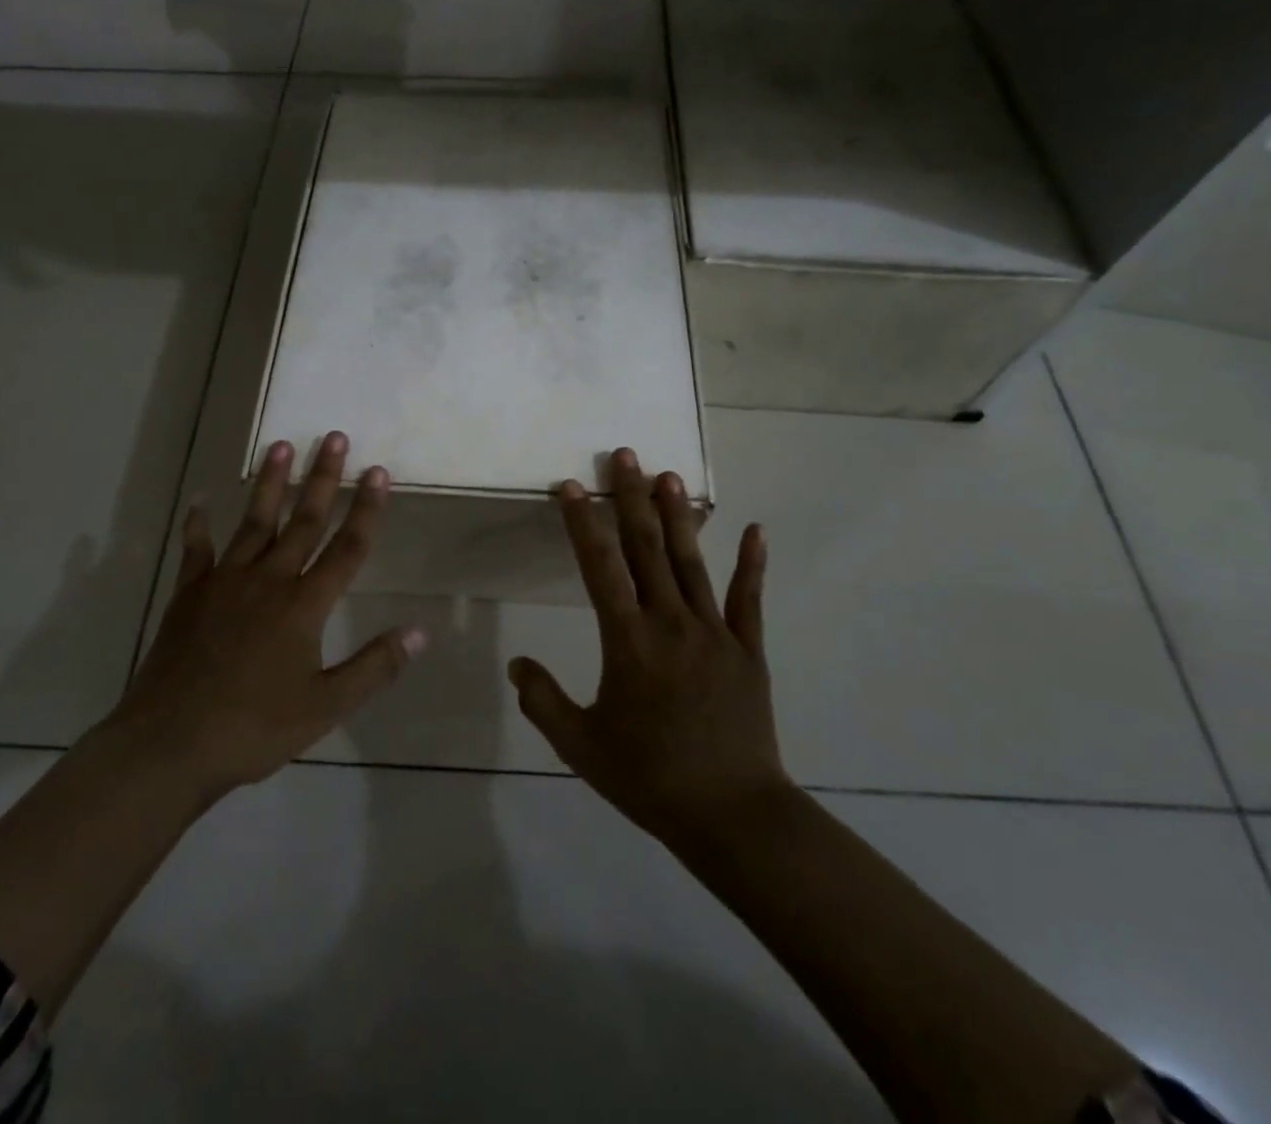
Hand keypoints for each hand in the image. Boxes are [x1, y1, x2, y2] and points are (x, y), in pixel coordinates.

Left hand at [111, 431, 426, 800]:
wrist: (170, 744)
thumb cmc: (254, 727)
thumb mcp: (326, 705)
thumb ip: (374, 666)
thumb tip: (420, 632)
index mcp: (304, 605)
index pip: (346, 548)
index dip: (366, 509)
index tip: (378, 471)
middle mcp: (268, 580)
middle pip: (303, 521)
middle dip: (323, 478)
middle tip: (333, 437)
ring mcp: (224, 583)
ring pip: (255, 523)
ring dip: (271, 484)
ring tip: (281, 446)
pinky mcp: (189, 595)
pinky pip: (197, 551)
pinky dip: (198, 526)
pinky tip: (199, 503)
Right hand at [508, 447, 788, 849]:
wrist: (732, 814)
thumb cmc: (649, 778)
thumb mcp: (580, 746)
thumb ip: (543, 700)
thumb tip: (515, 663)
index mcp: (628, 641)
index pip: (599, 567)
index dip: (581, 523)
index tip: (570, 486)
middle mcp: (670, 623)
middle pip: (646, 548)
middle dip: (631, 498)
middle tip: (625, 455)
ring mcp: (714, 632)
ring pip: (691, 562)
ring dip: (678, 516)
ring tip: (669, 476)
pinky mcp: (748, 650)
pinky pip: (749, 599)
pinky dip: (752, 562)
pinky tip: (754, 528)